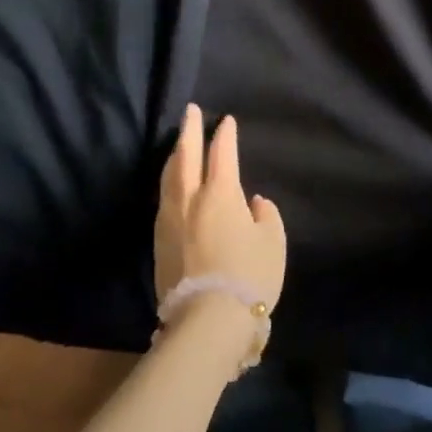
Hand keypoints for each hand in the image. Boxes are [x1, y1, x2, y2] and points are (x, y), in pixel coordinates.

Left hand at [154, 105, 285, 312]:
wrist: (208, 320)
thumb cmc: (249, 276)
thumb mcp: (272, 243)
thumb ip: (266, 216)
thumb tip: (255, 203)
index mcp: (221, 193)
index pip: (222, 153)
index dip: (224, 134)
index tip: (225, 120)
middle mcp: (190, 198)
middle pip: (186, 155)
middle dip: (188, 130)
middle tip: (189, 111)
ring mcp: (170, 219)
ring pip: (169, 176)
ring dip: (175, 155)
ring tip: (178, 144)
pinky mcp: (159, 241)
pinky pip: (164, 199)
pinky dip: (169, 182)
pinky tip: (172, 185)